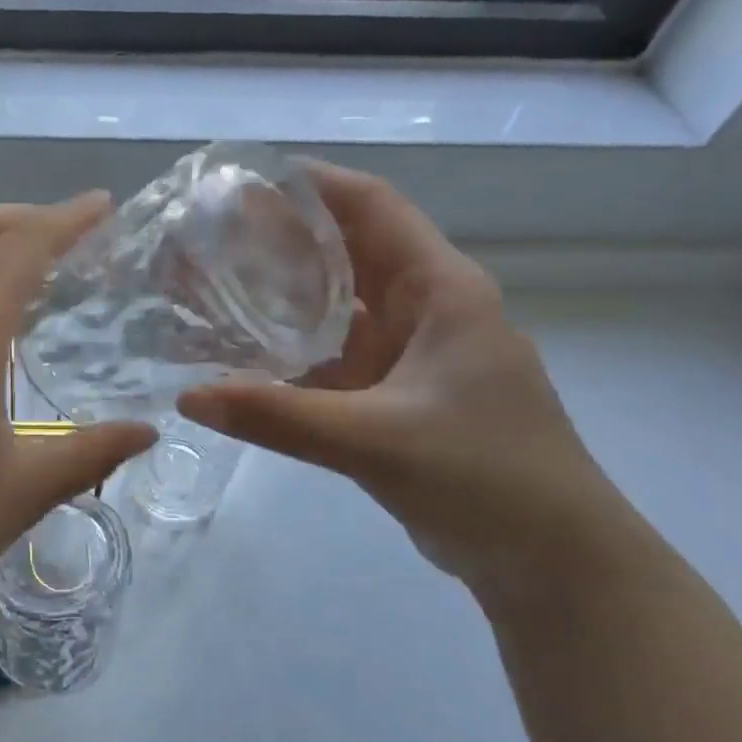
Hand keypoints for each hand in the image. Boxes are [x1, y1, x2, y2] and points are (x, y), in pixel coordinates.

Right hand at [178, 163, 621, 599]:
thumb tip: (189, 395)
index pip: (373, 207)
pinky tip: (245, 354)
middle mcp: (427, 310)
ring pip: (340, 306)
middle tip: (210, 234)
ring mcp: (412, 356)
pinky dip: (294, 350)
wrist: (552, 561)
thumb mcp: (376, 440)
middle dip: (284, 237)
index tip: (243, 179)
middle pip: (349, 250)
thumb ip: (279, 417)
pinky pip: (336, 357)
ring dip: (285, 294)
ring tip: (217, 284)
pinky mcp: (397, 397)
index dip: (313, 183)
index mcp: (442, 291)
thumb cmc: (486, 478)